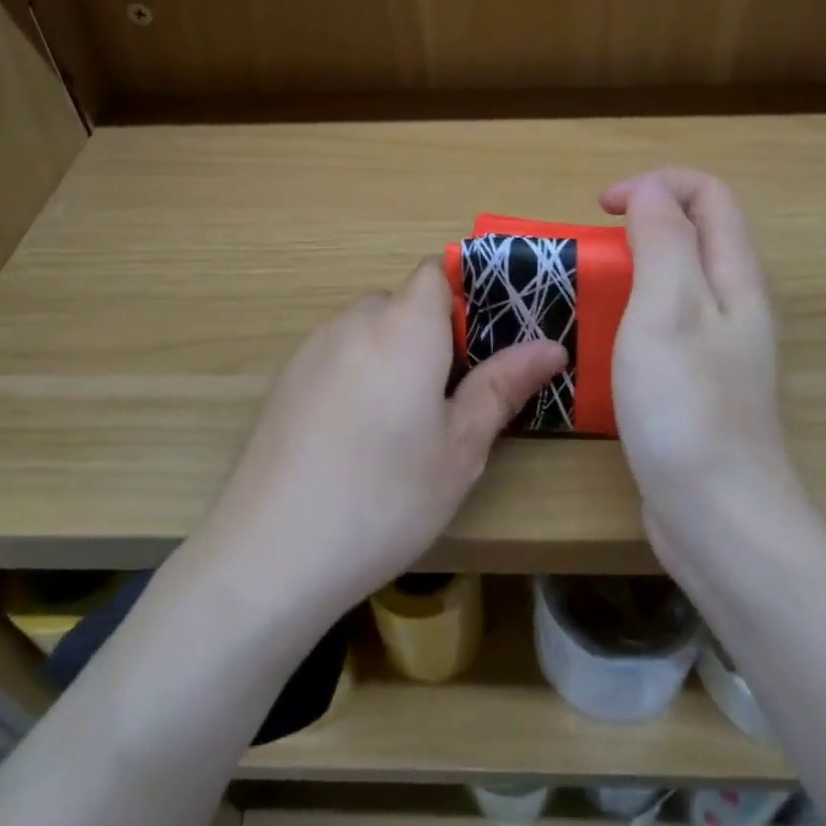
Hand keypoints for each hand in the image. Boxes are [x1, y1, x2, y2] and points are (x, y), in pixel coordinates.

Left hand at [199, 261, 566, 625]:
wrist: (272, 553)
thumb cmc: (387, 496)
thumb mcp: (461, 447)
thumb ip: (504, 386)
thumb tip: (552, 346)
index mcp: (404, 327)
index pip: (436, 272)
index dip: (465, 297)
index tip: (482, 349)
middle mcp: (353, 322)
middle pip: (402, 304)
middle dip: (431, 337)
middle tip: (451, 400)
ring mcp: (311, 350)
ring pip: (367, 332)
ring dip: (392, 358)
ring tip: (401, 427)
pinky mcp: (283, 381)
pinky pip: (335, 358)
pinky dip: (356, 377)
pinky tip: (354, 440)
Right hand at [600, 169, 809, 573]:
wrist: (718, 518)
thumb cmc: (686, 407)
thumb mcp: (668, 309)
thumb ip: (663, 241)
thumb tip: (652, 190)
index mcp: (734, 279)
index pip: (709, 196)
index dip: (656, 185)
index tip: (602, 209)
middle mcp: (733, 307)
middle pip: (695, 236)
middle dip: (642, 224)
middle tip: (591, 253)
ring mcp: (717, 351)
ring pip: (676, 283)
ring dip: (631, 271)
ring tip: (588, 294)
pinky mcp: (696, 387)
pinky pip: (664, 329)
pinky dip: (630, 317)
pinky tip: (601, 347)